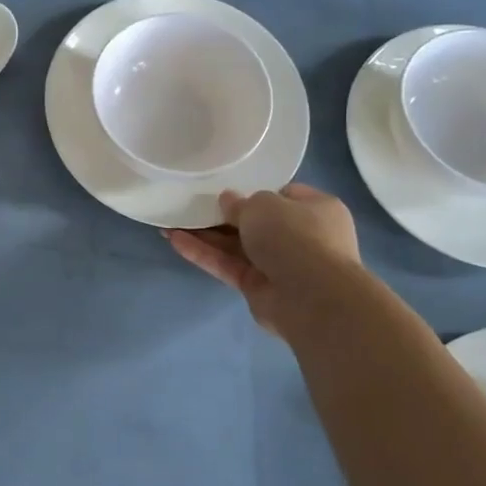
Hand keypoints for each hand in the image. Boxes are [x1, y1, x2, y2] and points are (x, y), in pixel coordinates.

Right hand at [165, 184, 359, 336]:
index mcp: (315, 210)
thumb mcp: (263, 204)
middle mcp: (301, 237)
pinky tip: (174, 241)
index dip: (254, 192)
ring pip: (236, 245)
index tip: (226, 189)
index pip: (282, 196)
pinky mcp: (258, 288)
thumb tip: (227, 201)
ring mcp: (279, 264)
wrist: (311, 296)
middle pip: (254, 223)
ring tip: (170, 222)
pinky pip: (228, 265)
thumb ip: (240, 202)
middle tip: (191, 205)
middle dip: (222, 216)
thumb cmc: (295, 235)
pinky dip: (204, 254)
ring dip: (205, 235)